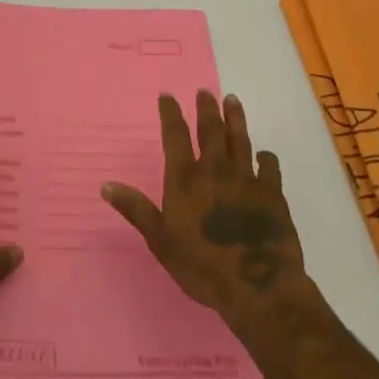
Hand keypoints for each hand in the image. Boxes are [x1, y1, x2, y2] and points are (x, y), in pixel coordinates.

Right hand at [101, 92, 307, 326]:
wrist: (258, 287)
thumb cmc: (202, 266)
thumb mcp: (160, 241)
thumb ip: (136, 210)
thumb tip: (106, 185)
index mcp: (186, 180)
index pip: (176, 136)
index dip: (171, 114)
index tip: (168, 95)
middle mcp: (215, 171)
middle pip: (211, 130)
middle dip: (206, 108)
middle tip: (205, 90)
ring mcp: (246, 180)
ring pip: (240, 140)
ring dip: (235, 119)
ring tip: (232, 100)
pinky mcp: (272, 195)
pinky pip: (269, 167)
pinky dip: (266, 158)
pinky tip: (265, 154)